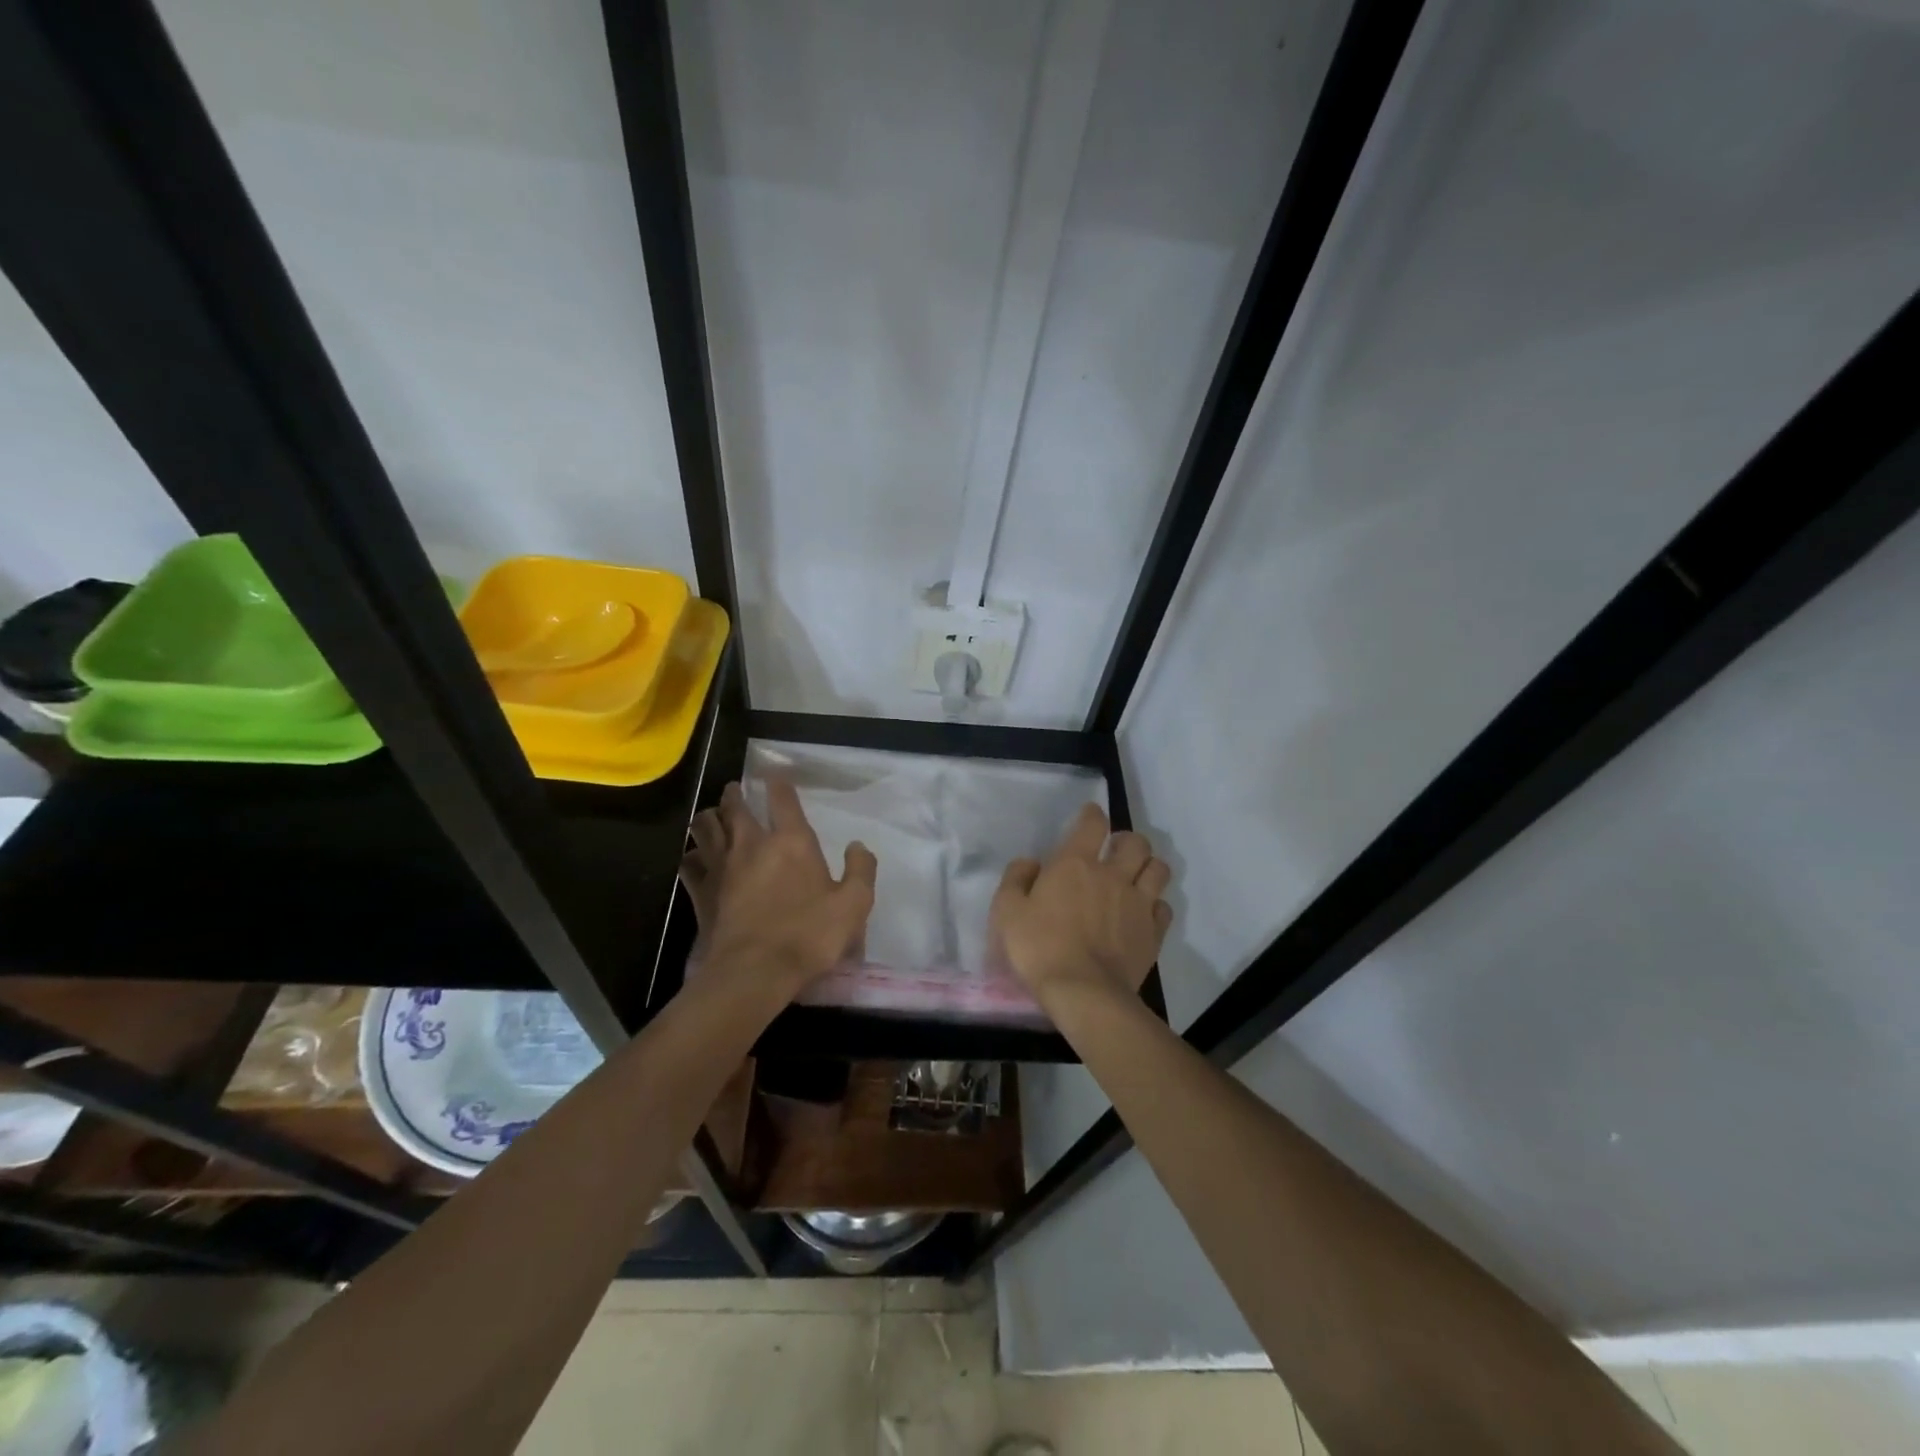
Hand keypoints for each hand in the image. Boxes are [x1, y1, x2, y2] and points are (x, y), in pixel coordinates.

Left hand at [679, 781, 875, 1004]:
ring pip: (705, 827)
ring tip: (714, 818)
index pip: (782, 798)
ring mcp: (720, 866)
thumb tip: (858, 846)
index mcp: (791, 841)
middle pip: (734, 806)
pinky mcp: (700, 892)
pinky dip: (692, 856)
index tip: (775, 777)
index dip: (778, 783)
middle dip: (735, 794)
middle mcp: (751, 844)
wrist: (754, 972)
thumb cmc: (809, 935)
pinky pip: (688, 863)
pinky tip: (696, 859)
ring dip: (710, 818)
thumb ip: (861, 870)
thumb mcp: (854, 904)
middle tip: (736, 791)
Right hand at [991, 802, 1173, 1005]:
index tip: (1090, 815)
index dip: (1092, 814)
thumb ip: (1016, 879)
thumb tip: (1030, 863)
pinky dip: (1155, 904)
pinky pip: (1163, 907)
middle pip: (1136, 842)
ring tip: (1135, 876)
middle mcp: (1112, 875)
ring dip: (1147, 867)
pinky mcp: (1153, 933)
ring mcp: (1138, 903)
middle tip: (1115, 850)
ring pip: (1158, 869)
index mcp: (1075, 864)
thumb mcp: (1007, 911)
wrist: (1083, 992)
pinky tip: (1143, 913)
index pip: (1093, 824)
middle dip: (1127, 840)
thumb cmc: (1039, 948)